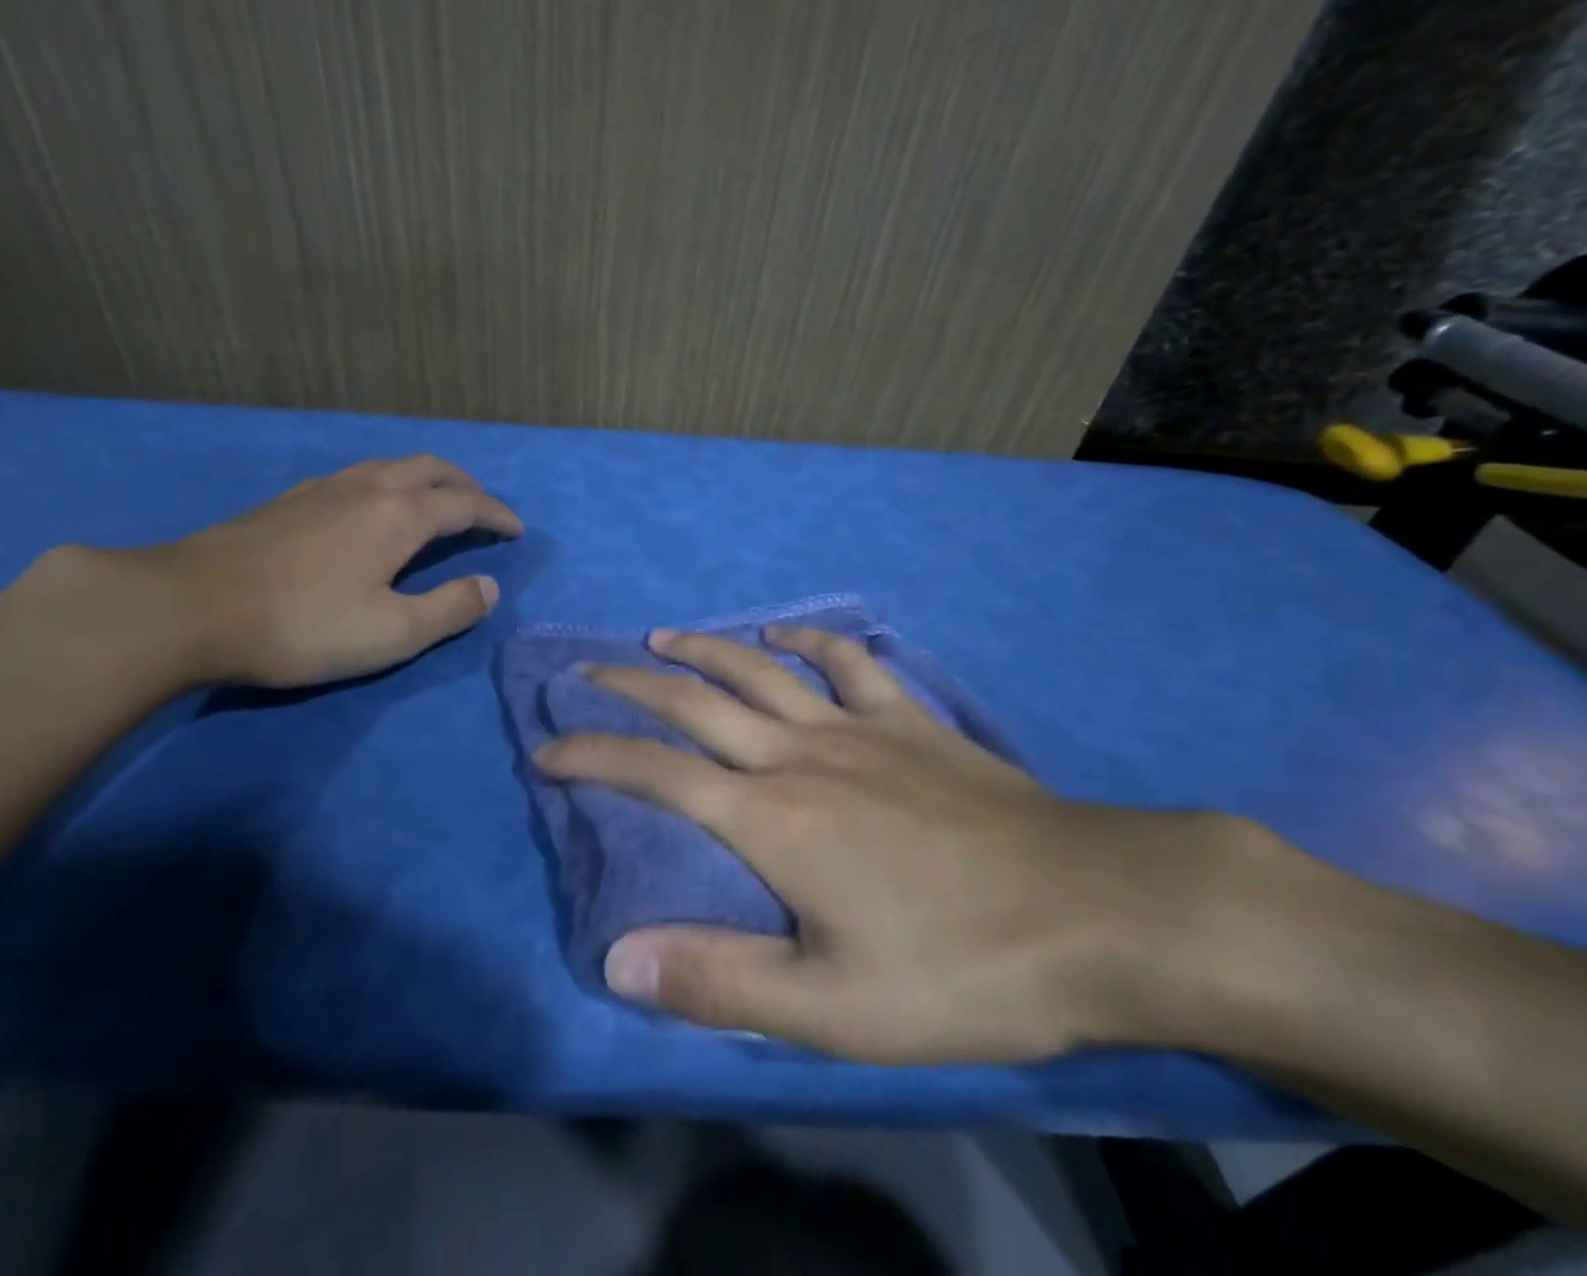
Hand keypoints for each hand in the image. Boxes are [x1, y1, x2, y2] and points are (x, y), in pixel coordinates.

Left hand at [140, 454, 522, 687]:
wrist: (187, 607)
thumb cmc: (300, 625)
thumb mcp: (390, 632)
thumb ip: (449, 609)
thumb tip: (489, 587)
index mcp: (399, 515)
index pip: (465, 504)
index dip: (496, 515)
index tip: (517, 530)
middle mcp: (367, 489)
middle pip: (430, 468)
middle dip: (465, 485)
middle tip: (483, 508)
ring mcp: (323, 489)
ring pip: (390, 466)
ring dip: (425, 478)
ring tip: (435, 502)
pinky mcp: (288, 501)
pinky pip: (356, 476)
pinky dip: (386, 483)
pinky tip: (369, 508)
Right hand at [537, 627, 1245, 1063]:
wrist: (1095, 910)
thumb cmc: (960, 967)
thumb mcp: (834, 1008)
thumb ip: (720, 982)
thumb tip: (617, 958)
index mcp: (771, 819)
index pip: (656, 773)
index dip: (594, 755)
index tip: (549, 748)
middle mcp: (799, 755)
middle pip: (696, 702)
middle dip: (629, 685)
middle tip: (585, 670)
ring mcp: (857, 727)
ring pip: (759, 669)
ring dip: (703, 650)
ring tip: (660, 639)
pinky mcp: (909, 721)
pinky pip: (848, 662)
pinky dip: (809, 640)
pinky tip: (785, 634)